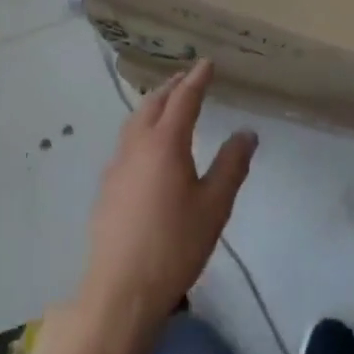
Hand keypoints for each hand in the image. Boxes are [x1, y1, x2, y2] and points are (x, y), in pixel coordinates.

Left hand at [79, 60, 256, 331]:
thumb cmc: (174, 246)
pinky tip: (148, 146)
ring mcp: (117, 164)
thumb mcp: (214, 206)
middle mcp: (137, 143)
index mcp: (165, 142)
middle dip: (173, 86)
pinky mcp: (107, 185)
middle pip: (154, 102)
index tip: (207, 63)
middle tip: (188, 78)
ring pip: (136, 120)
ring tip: (168, 104)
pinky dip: (141, 128)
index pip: (184, 98)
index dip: (197, 79)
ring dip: (154, 104)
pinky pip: (127, 141)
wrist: (120, 290)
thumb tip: (247, 132)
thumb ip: (231, 165)